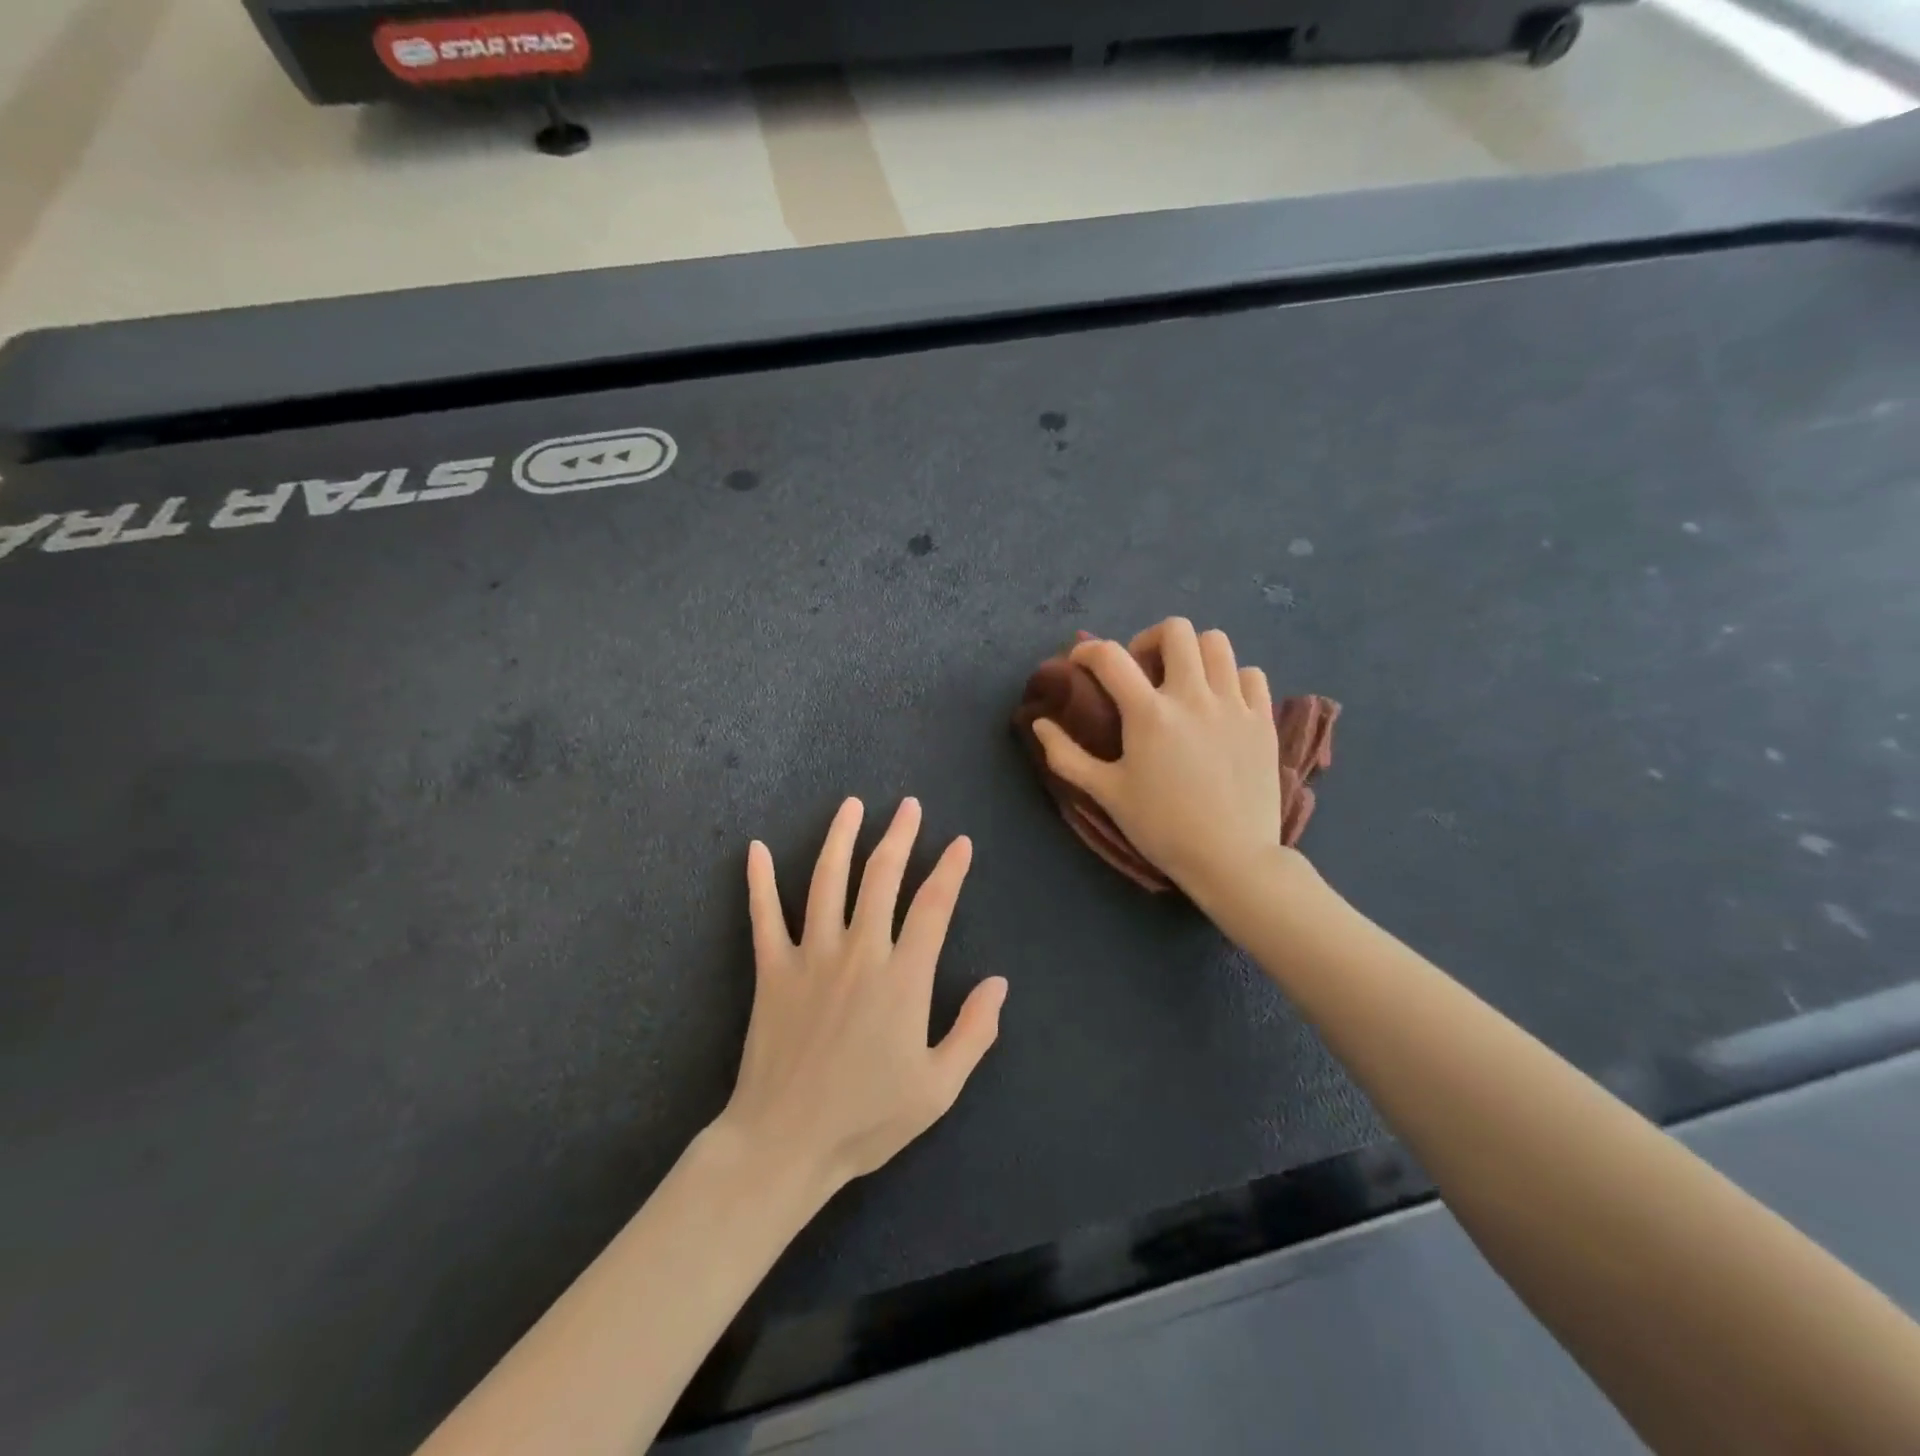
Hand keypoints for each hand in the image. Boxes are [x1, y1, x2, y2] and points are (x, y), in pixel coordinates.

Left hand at [719, 797, 1007, 1197]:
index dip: (950, 870)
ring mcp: (811, 956)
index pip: (933, 907)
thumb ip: (974, 1031)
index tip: (960, 842)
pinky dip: (759, 880)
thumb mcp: (938, 1088)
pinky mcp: (772, 970)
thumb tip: (999, 983)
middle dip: (899, 836)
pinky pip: (764, 916)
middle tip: (908, 805)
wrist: (785, 1143)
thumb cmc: (867, 1118)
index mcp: (903, 978)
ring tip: (851, 805)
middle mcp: (859, 952)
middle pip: (881, 878)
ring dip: (840, 838)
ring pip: (827, 881)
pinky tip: (756, 848)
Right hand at [1030, 618, 1284, 901]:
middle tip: (1141, 668)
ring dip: (1192, 652)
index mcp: (1149, 714)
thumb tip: (1039, 724)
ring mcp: (1234, 705)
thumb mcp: (1106, 793)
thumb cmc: (1162, 827)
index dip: (1088, 651)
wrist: (1231, 858)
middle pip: (1175, 631)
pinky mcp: (1262, 720)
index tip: (1080, 663)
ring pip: (1217, 643)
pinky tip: (1219, 702)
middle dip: (1149, 639)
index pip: (1111, 657)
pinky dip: (1231, 677)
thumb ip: (1067, 756)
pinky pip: (1251, 674)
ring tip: (1182, 679)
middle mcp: (1193, 696)